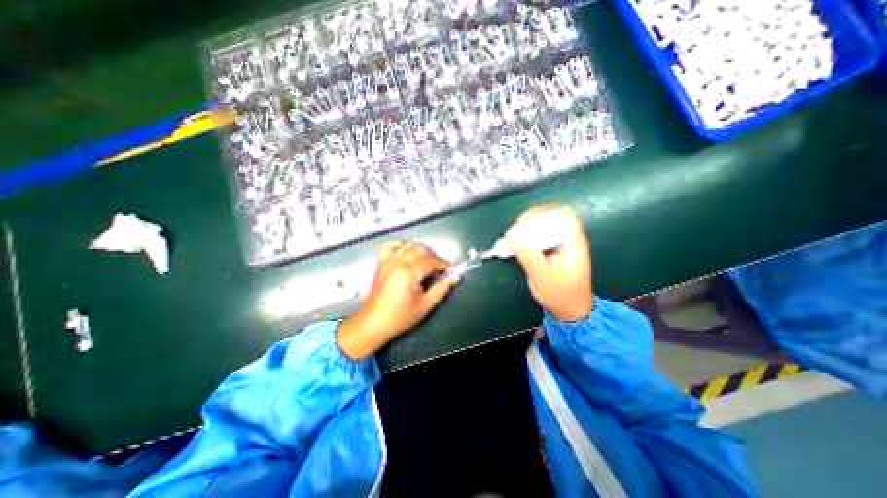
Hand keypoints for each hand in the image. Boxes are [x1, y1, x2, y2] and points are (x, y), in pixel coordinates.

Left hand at [338, 239, 456, 356]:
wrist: (374, 323)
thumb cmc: (400, 317)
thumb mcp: (425, 305)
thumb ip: (442, 288)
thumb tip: (455, 277)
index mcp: (408, 272)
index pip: (431, 261)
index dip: (444, 264)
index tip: (453, 270)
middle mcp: (397, 261)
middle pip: (421, 249)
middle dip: (434, 257)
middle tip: (440, 271)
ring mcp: (388, 260)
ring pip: (409, 245)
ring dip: (421, 251)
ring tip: (427, 265)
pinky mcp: (381, 263)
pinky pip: (391, 246)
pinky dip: (401, 246)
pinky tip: (407, 254)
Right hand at [505, 206, 595, 323]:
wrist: (570, 310)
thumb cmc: (559, 294)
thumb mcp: (541, 275)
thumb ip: (528, 254)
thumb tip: (512, 234)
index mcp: (572, 242)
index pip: (562, 214)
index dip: (542, 213)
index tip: (523, 222)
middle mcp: (569, 239)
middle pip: (553, 217)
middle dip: (532, 220)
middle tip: (516, 230)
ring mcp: (562, 245)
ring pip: (546, 227)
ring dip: (529, 228)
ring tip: (515, 236)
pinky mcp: (555, 251)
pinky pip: (542, 237)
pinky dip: (530, 237)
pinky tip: (520, 244)